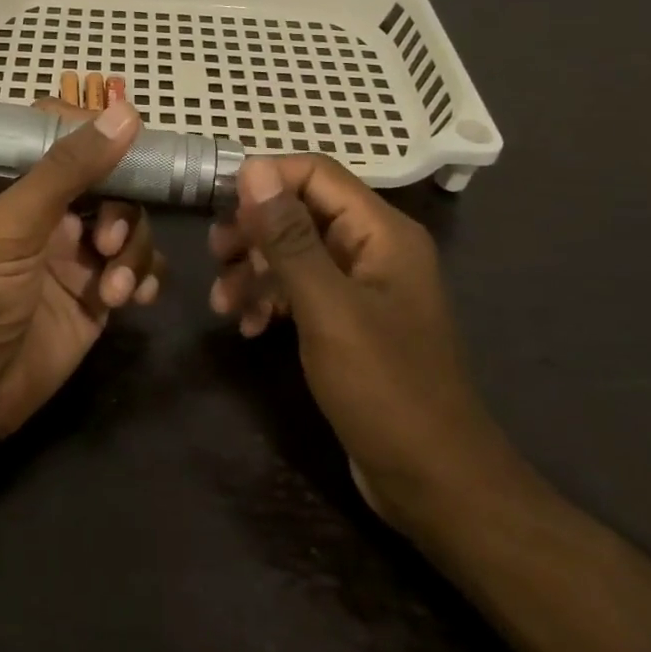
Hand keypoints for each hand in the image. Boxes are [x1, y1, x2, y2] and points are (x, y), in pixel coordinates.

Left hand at [0, 99, 164, 441]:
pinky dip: (145, 277)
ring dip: (133, 250)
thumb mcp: (13, 224)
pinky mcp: (96, 293)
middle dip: (121, 208)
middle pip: (110, 180)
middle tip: (105, 242)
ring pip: (130, 224)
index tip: (131, 141)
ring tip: (114, 289)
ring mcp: (75, 252)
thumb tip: (126, 112)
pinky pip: (139, 268)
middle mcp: (48, 210)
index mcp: (15, 180)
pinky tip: (136, 299)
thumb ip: (68, 168)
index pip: (63, 133)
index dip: (98, 133)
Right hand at [209, 156, 516, 529]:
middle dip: (253, 231)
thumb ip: (288, 237)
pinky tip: (248, 327)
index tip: (217, 205)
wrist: (436, 484)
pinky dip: (271, 300)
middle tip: (215, 256)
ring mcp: (362, 286)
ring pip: (294, 252)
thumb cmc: (385, 389)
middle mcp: (373, 248)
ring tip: (222, 304)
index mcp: (381, 232)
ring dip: (254, 271)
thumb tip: (253, 168)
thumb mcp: (327, 308)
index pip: (316, 173)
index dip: (265, 180)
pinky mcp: (348, 320)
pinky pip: (301, 290)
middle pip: (300, 211)